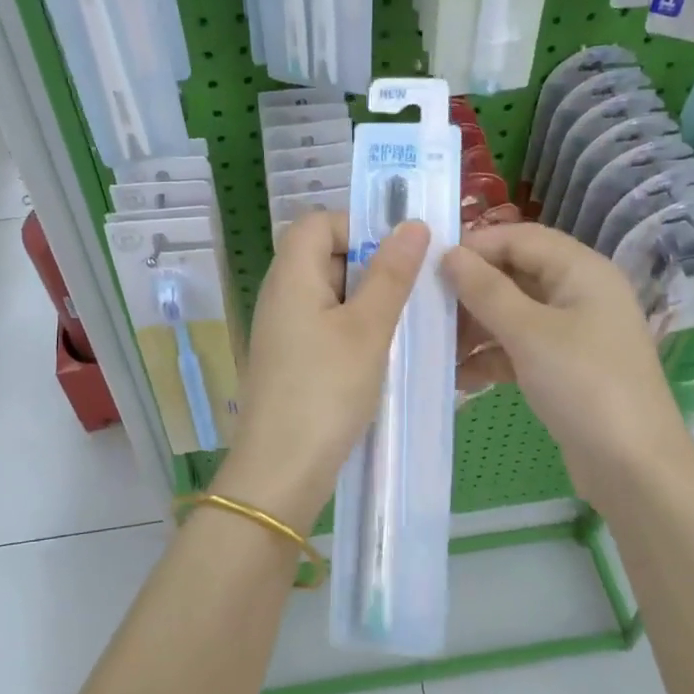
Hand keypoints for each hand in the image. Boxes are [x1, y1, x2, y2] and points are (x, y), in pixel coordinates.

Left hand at [214, 211, 431, 531]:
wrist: (281, 471)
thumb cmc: (325, 391)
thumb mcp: (367, 329)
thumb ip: (390, 274)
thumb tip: (413, 224)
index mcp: (291, 275)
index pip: (319, 222)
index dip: (359, 226)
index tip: (399, 255)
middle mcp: (281, 294)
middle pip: (325, 255)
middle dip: (372, 265)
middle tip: (413, 291)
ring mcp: (283, 329)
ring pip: (331, 294)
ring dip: (369, 301)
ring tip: (406, 323)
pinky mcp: (292, 359)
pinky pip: (327, 325)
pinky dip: (356, 328)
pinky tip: (385, 353)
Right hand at [441, 224, 688, 503]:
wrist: (634, 468)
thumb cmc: (584, 385)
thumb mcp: (529, 332)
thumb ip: (486, 290)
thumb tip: (449, 254)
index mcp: (581, 270)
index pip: (519, 238)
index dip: (475, 246)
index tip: (427, 266)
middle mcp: (579, 293)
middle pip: (515, 275)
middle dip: (470, 291)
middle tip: (426, 310)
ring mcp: (573, 333)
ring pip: (513, 314)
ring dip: (475, 327)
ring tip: (436, 347)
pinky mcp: (564, 368)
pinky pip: (519, 348)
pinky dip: (491, 357)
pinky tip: (459, 377)